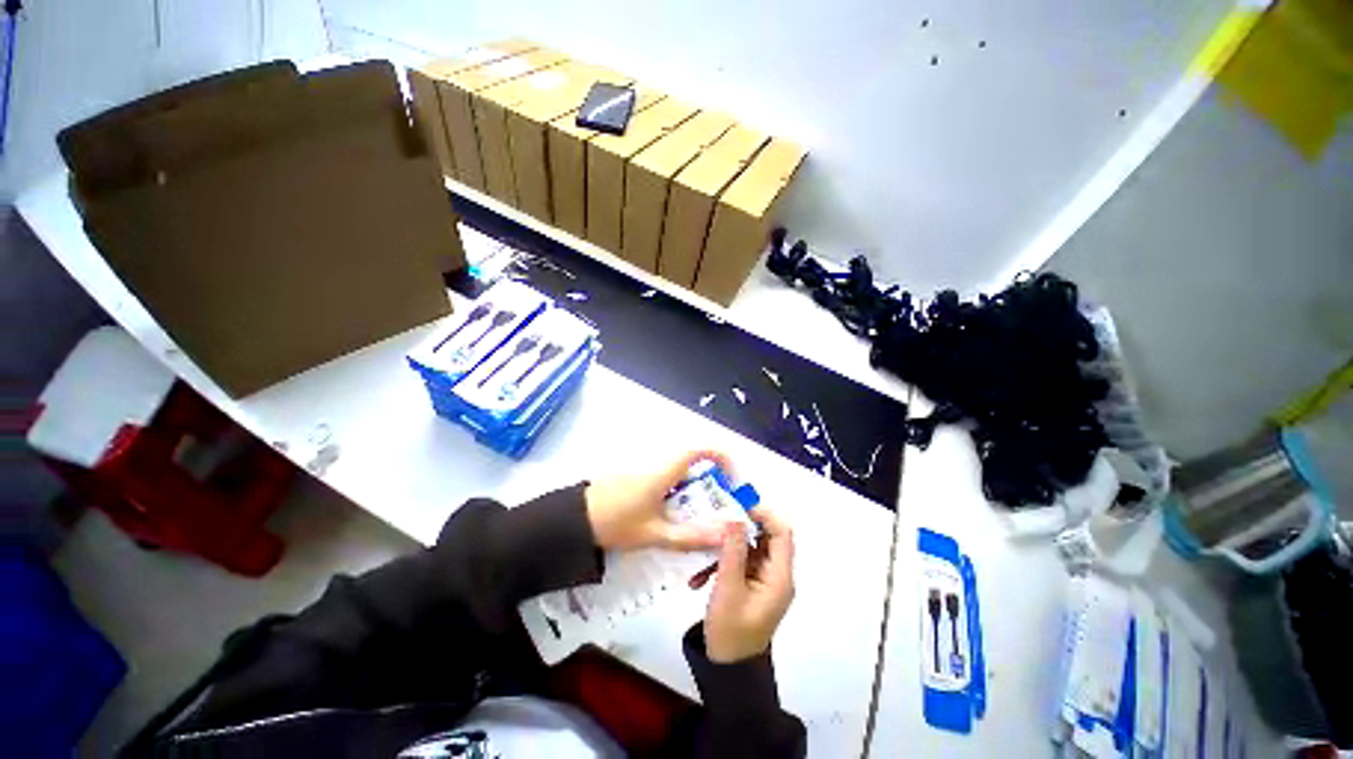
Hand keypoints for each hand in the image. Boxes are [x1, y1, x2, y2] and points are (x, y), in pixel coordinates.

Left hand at [585, 450, 730, 551]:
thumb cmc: (616, 522)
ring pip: (680, 473)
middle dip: (711, 481)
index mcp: (665, 471)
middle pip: (694, 462)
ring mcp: (646, 470)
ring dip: (694, 489)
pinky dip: (678, 493)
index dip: (722, 456)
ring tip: (698, 518)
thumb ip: (691, 536)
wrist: (573, 520)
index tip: (732, 478)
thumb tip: (725, 535)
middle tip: (718, 508)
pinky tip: (672, 517)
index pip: (701, 448)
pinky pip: (667, 479)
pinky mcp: (637, 478)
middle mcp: (658, 464)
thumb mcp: (655, 534)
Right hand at [703, 507, 795, 662]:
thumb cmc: (730, 631)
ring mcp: (762, 579)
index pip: (781, 532)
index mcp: (779, 576)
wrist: (726, 670)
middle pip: (763, 536)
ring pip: (747, 548)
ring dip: (724, 547)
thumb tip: (736, 516)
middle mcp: (775, 574)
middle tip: (714, 518)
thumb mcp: (728, 587)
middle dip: (739, 526)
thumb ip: (733, 550)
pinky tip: (698, 576)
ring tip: (701, 549)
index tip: (736, 505)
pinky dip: (720, 563)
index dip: (763, 514)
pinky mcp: (750, 585)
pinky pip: (738, 563)